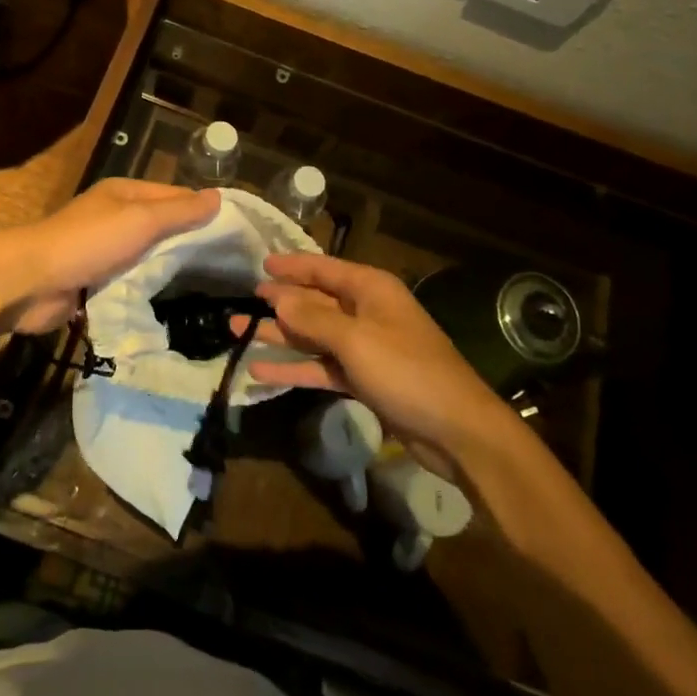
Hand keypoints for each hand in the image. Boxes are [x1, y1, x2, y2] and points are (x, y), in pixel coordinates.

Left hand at [0, 179, 218, 333]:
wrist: (29, 282)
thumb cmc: (88, 242)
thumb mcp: (141, 220)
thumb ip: (180, 212)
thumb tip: (219, 197)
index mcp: (125, 194)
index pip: (176, 197)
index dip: (205, 211)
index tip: (238, 234)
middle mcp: (116, 217)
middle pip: (163, 227)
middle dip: (191, 243)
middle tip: (233, 267)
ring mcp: (105, 250)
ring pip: (148, 257)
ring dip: (171, 270)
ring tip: (212, 288)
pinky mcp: (95, 281)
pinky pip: (131, 282)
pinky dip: (149, 289)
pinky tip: (176, 303)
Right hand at [245, 253, 521, 472]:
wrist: (457, 430)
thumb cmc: (407, 371)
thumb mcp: (356, 340)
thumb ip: (313, 318)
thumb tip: (278, 297)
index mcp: (370, 289)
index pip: (323, 269)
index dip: (291, 266)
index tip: (260, 265)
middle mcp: (367, 312)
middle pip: (315, 301)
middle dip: (279, 303)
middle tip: (242, 303)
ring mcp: (365, 347)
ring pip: (314, 335)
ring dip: (280, 335)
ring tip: (239, 332)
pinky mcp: (364, 379)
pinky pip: (321, 366)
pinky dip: (295, 368)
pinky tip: (261, 371)